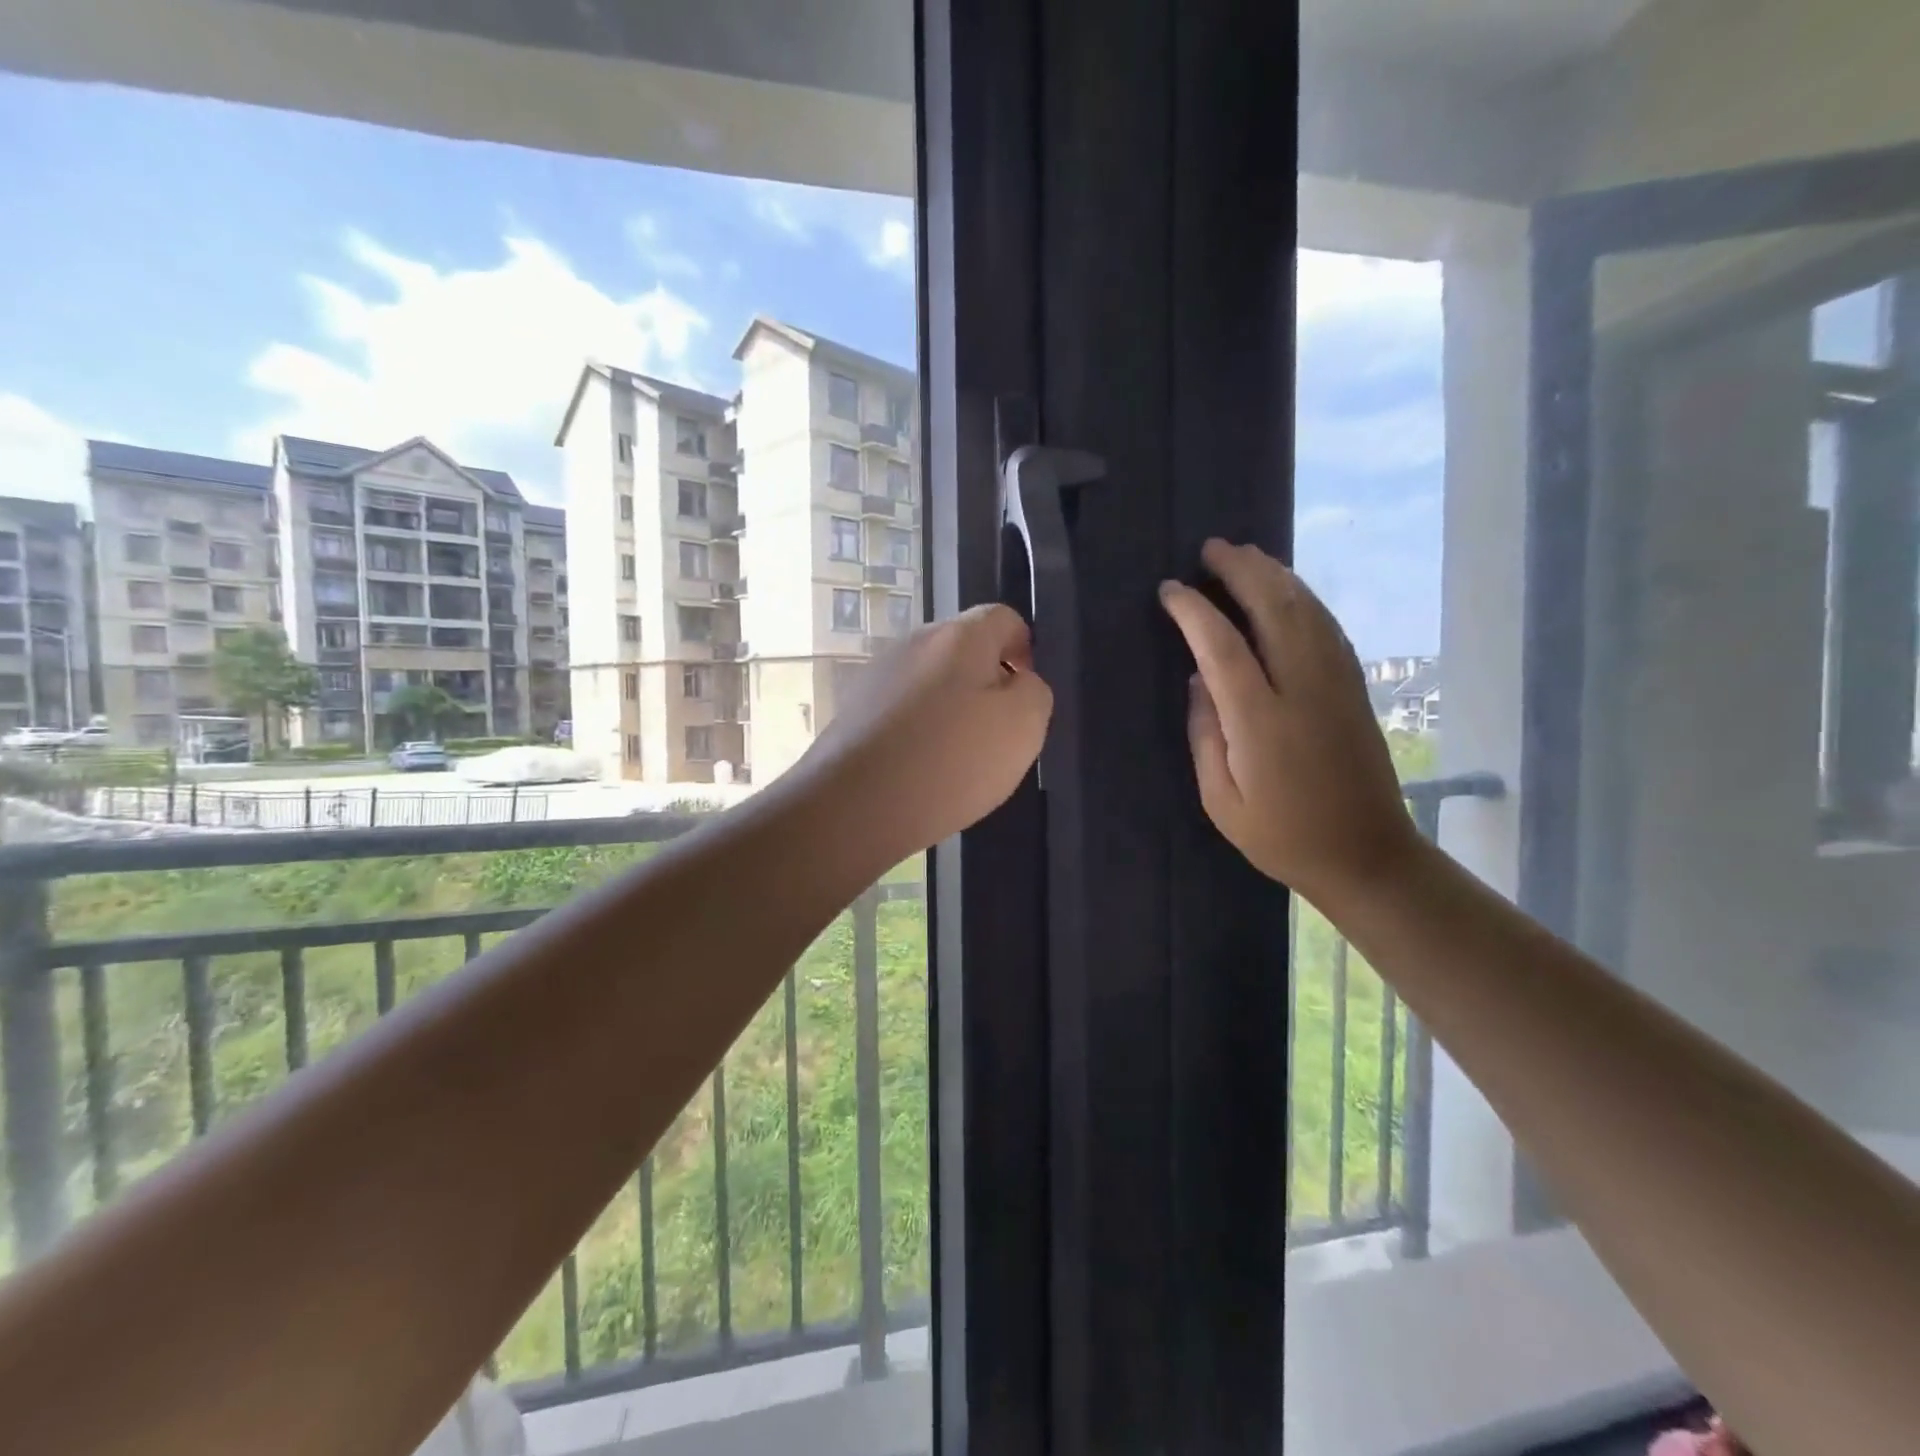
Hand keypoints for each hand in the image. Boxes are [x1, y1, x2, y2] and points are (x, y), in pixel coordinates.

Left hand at [801, 604, 1052, 859]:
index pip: (1004, 618)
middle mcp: (913, 642)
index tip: (1025, 696)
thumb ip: (1033, 692)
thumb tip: (1017, 681)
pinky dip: (918, 732)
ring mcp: (876, 675)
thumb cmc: (949, 761)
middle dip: (986, 684)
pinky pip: (901, 711)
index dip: (1024, 651)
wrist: (853, 807)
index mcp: (958, 636)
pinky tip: (920, 771)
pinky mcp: (852, 711)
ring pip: (931, 682)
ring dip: (950, 710)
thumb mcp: (1022, 727)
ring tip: (957, 760)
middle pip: (964, 650)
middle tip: (996, 735)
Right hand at [1159, 540, 1420, 905]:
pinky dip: (1304, 599)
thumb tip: (1199, 681)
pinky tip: (1287, 590)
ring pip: (1307, 610)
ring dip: (1275, 575)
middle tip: (1212, 549)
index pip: (1223, 646)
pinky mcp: (1354, 688)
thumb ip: (1205, 735)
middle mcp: (1304, 690)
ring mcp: (1337, 684)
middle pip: (1275, 609)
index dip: (1195, 611)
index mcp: (1262, 722)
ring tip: (1246, 555)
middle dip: (1242, 571)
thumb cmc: (1282, 836)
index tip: (1171, 590)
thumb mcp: (1222, 800)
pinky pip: (1328, 628)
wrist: (1367, 855)